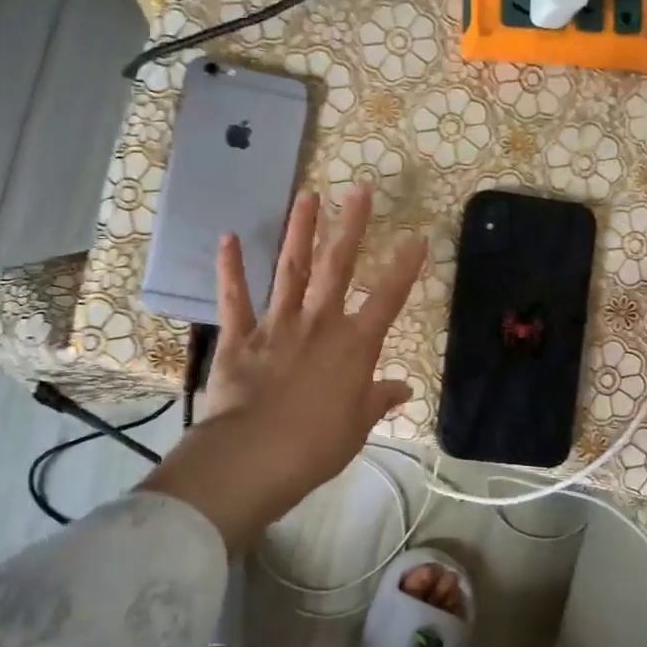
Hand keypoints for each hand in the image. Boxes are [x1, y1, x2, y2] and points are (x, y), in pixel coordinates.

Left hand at [138, 184, 427, 555]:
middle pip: (338, 266)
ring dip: (299, 231)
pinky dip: (230, 269)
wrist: (257, 456)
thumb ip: (378, 400)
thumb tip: (403, 389)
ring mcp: (278, 325)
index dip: (404, 267)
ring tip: (307, 196)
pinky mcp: (241, 337)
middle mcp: (319, 324)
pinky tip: (228, 238)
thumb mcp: (358, 427)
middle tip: (358, 189)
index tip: (417, 237)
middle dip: (351, 226)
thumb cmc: (317, 446)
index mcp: (354, 346)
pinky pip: (234, 298)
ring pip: (291, 269)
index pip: (387, 299)